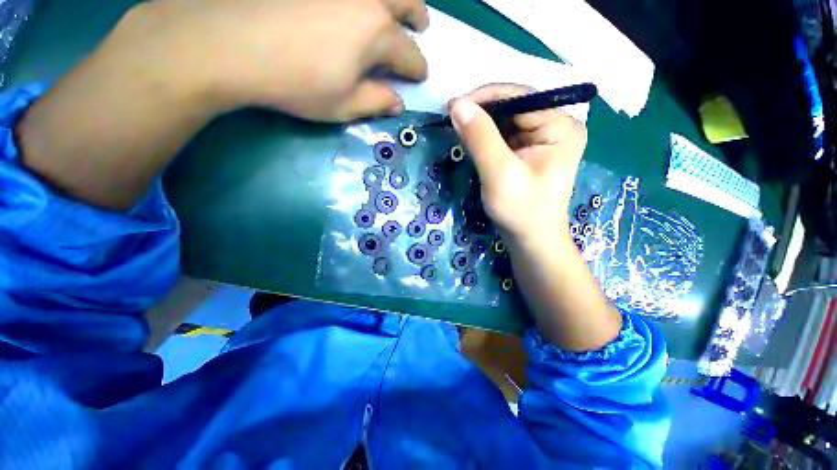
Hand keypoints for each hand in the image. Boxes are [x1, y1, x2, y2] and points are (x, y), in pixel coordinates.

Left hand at [121, 0, 428, 120]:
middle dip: (418, 16)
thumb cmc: (296, 83)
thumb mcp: (343, 105)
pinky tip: (353, 7)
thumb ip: (377, 102)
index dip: (418, 69)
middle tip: (419, 27)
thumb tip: (399, 103)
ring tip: (393, 9)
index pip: (411, 55)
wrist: (230, 42)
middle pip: (408, 0)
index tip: (419, 77)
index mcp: (378, 34)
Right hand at [448, 84, 586, 247]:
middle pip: (514, 106)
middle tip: (452, 119)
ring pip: (507, 119)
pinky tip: (472, 141)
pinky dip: (486, 135)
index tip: (452, 106)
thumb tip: (458, 104)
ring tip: (459, 129)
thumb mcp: (499, 174)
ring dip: (482, 124)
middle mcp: (557, 125)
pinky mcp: (531, 150)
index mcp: (561, 126)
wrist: (530, 240)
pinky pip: (505, 134)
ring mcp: (544, 138)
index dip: (485, 97)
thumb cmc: (521, 211)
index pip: (520, 97)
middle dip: (482, 111)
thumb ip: (480, 138)